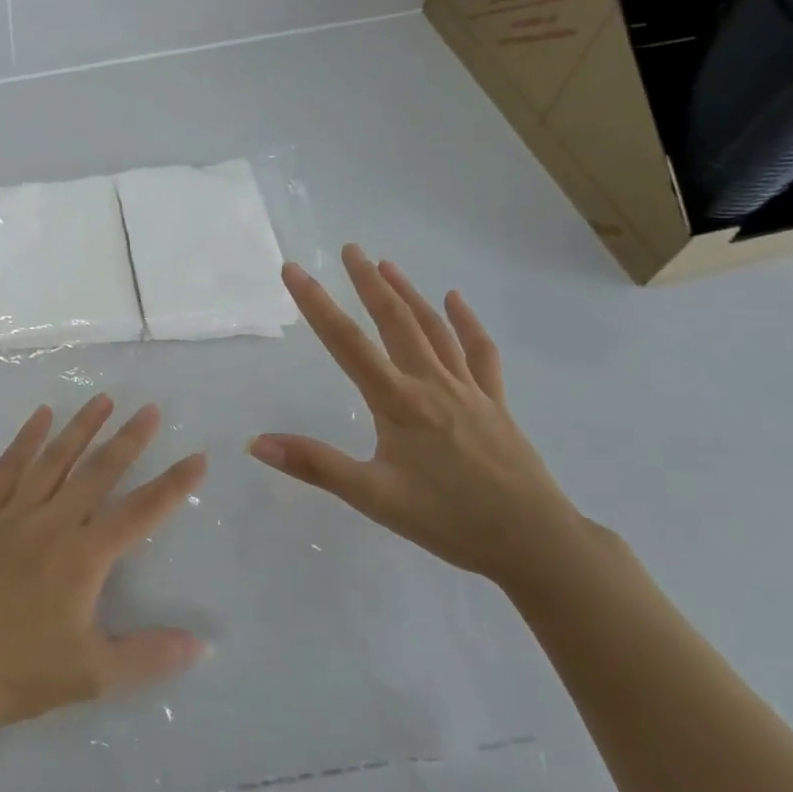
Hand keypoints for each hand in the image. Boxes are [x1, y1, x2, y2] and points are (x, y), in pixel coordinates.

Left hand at [0, 396, 208, 732]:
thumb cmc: (21, 672)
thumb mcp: (92, 674)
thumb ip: (148, 655)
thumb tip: (201, 643)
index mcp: (84, 557)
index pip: (140, 513)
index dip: (172, 485)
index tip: (197, 457)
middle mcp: (53, 523)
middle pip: (98, 472)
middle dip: (128, 439)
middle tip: (150, 409)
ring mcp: (14, 512)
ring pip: (55, 459)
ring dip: (81, 427)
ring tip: (102, 398)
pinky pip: (8, 466)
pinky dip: (26, 438)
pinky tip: (40, 415)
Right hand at [249, 245, 587, 594]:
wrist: (536, 543)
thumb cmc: (449, 520)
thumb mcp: (374, 498)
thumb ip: (315, 466)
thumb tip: (257, 443)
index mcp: (398, 402)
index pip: (347, 343)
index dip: (316, 304)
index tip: (294, 269)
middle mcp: (431, 383)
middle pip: (395, 321)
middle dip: (368, 282)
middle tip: (349, 248)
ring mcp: (468, 390)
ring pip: (433, 328)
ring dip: (408, 293)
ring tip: (386, 264)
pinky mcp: (495, 403)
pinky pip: (480, 353)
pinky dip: (466, 323)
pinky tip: (455, 300)